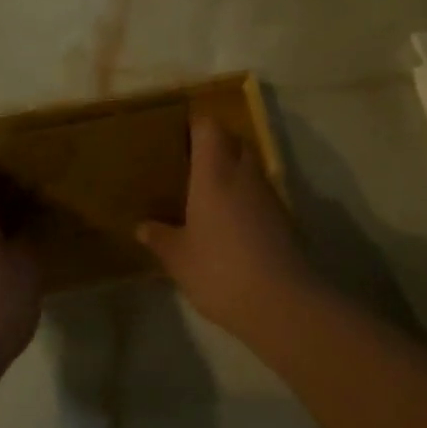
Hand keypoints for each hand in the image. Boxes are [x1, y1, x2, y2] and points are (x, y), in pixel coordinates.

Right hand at [138, 117, 325, 342]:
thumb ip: (160, 237)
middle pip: (235, 141)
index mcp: (214, 173)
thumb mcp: (178, 258)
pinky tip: (230, 223)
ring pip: (251, 167)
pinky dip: (246, 197)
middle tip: (190, 164)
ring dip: (233, 172)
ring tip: (207, 194)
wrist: (281, 302)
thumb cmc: (219, 270)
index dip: (195, 125)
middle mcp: (244, 174)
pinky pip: (261, 194)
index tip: (177, 136)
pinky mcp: (284, 218)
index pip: (209, 128)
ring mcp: (269, 196)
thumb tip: (142, 226)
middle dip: (215, 145)